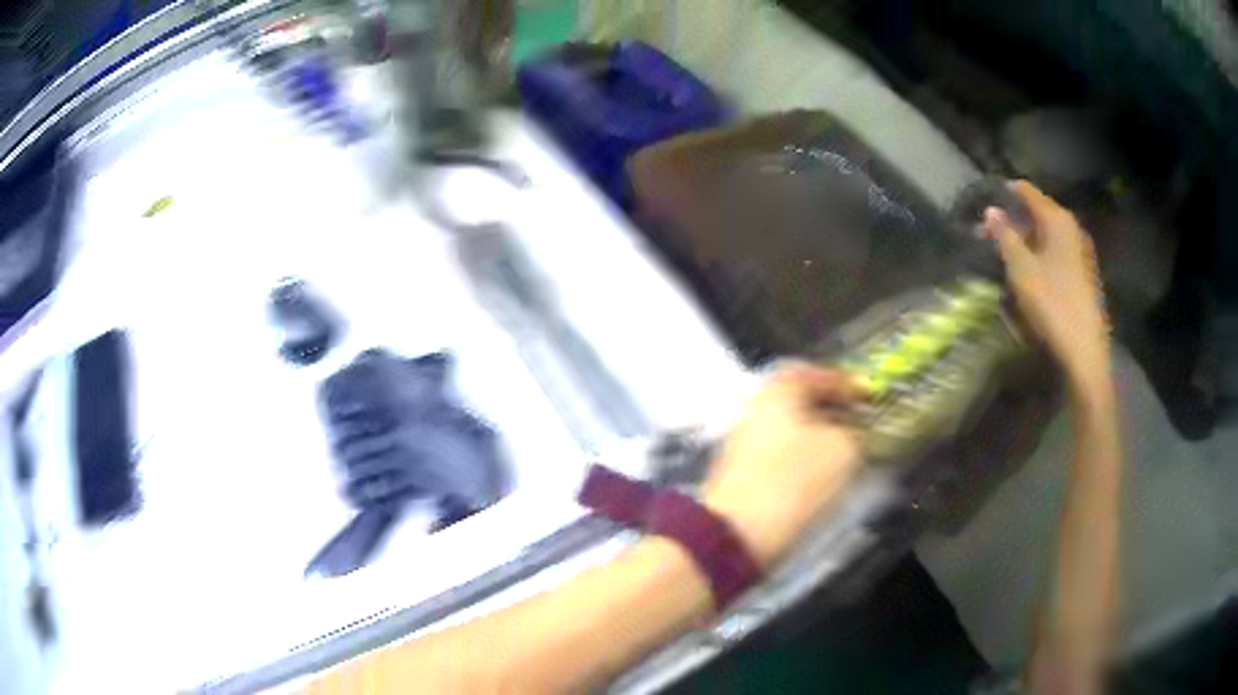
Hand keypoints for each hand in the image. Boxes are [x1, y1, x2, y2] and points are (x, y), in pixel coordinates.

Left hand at [703, 365, 862, 568]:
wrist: (736, 535)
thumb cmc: (792, 482)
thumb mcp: (843, 449)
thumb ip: (855, 433)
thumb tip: (855, 434)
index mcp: (777, 390)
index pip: (815, 372)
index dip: (845, 383)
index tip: (867, 396)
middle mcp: (755, 409)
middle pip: (800, 401)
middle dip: (833, 411)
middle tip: (860, 424)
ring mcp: (743, 443)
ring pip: (790, 431)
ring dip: (819, 438)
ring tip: (847, 454)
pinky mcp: (741, 476)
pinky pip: (780, 457)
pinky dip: (803, 460)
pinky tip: (820, 479)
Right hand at [983, 181, 1110, 395]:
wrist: (1085, 351)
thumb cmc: (1052, 304)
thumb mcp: (1021, 269)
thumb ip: (1005, 236)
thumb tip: (991, 210)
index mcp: (1057, 219)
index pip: (1027, 191)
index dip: (1005, 193)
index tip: (985, 204)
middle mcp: (1072, 228)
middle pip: (1038, 212)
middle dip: (1014, 220)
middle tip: (990, 235)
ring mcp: (1080, 251)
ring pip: (1047, 234)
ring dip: (1026, 239)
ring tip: (1007, 255)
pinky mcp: (1083, 273)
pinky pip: (1057, 252)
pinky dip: (1040, 254)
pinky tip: (1030, 272)